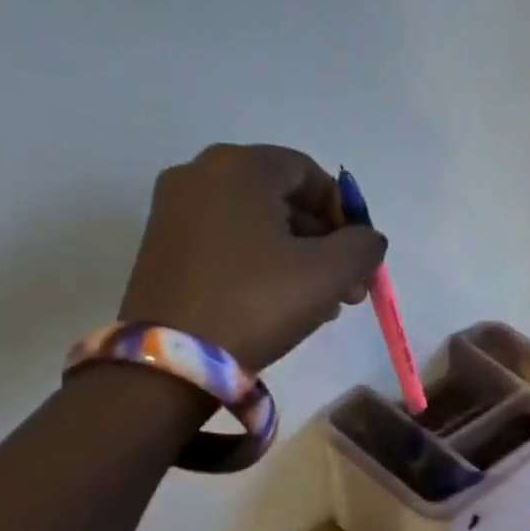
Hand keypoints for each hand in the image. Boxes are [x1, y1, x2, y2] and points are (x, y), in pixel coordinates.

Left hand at [119, 144, 386, 371]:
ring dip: (298, 257)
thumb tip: (367, 239)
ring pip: (258, 224)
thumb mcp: (328, 272)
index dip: (345, 214)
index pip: (311, 174)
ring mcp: (174, 210)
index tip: (359, 256)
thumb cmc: (256, 302)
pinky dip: (261, 263)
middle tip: (348, 287)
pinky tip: (282, 303)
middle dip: (324, 242)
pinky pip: (228, 241)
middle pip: (284, 199)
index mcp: (239, 167)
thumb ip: (363, 245)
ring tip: (322, 304)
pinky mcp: (162, 246)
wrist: (169, 363)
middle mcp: (200, 175)